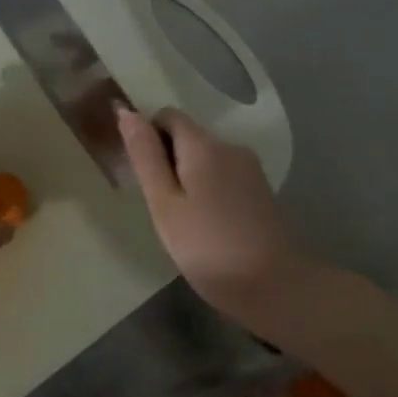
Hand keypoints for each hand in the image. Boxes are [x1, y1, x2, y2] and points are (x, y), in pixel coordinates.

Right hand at [116, 106, 299, 320]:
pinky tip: (207, 222)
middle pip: (187, 136)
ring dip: (187, 176)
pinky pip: (223, 174)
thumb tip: (126, 111)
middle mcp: (230, 146)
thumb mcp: (164, 202)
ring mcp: (249, 168)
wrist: (271, 285)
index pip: (168, 116)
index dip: (148, 137)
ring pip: (205, 157)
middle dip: (167, 159)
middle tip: (160, 204)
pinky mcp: (260, 189)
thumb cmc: (205, 245)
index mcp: (204, 145)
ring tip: (182, 217)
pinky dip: (207, 188)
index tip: (144, 175)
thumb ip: (145, 155)